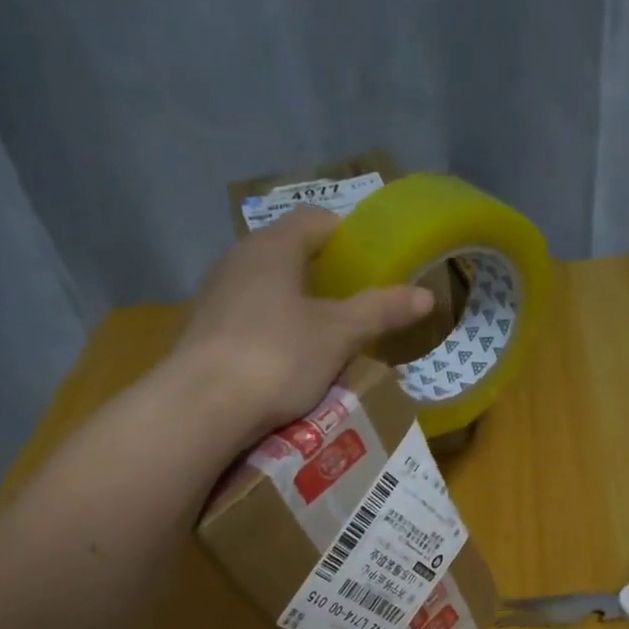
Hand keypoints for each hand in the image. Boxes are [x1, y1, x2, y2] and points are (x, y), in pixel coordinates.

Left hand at [171, 206, 433, 437]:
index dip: (348, 236)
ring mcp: (215, 297)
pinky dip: (273, 332)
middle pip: (289, 255)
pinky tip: (287, 363)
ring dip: (297, 307)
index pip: (315, 220)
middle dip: (325, 277)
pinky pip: (248, 321)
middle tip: (356, 305)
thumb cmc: (277, 356)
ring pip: (267, 290)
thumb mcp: (338, 335)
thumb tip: (427, 295)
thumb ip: (380, 311)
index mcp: (272, 247)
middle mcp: (237, 261)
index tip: (373, 263)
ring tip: (326, 338)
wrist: (201, 407)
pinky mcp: (203, 333)